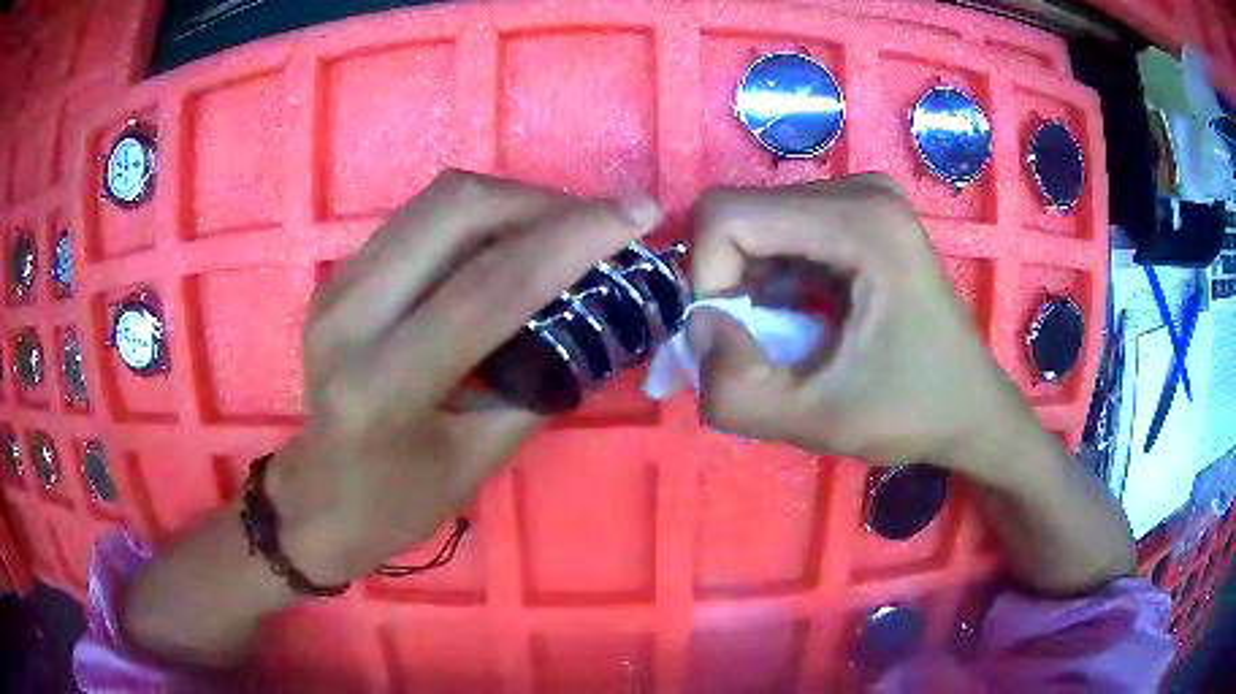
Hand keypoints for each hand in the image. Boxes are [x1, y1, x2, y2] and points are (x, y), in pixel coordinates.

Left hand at [265, 171, 662, 584]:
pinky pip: (420, 218)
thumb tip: (592, 315)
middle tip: (599, 223)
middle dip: (543, 202)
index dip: (574, 238)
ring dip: (514, 201)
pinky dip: (480, 215)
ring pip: (438, 201)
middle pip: (457, 209)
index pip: (492, 284)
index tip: (637, 211)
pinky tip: (512, 240)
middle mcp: (351, 314)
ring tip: (565, 229)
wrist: (317, 496)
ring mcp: (338, 284)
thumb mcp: (478, 460)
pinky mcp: (340, 274)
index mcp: (385, 382)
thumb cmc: (397, 501)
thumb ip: (537, 383)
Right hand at [688, 174, 1025, 470]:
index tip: (735, 340)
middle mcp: (860, 189)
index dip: (708, 279)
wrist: (973, 408)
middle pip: (741, 214)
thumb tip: (699, 329)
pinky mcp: (865, 212)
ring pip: (759, 223)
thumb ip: (734, 390)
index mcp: (859, 222)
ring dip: (751, 285)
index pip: (725, 215)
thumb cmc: (911, 414)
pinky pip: (787, 230)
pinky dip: (775, 278)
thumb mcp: (816, 422)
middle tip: (760, 345)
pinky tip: (804, 318)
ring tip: (787, 337)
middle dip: (730, 285)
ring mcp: (865, 196)